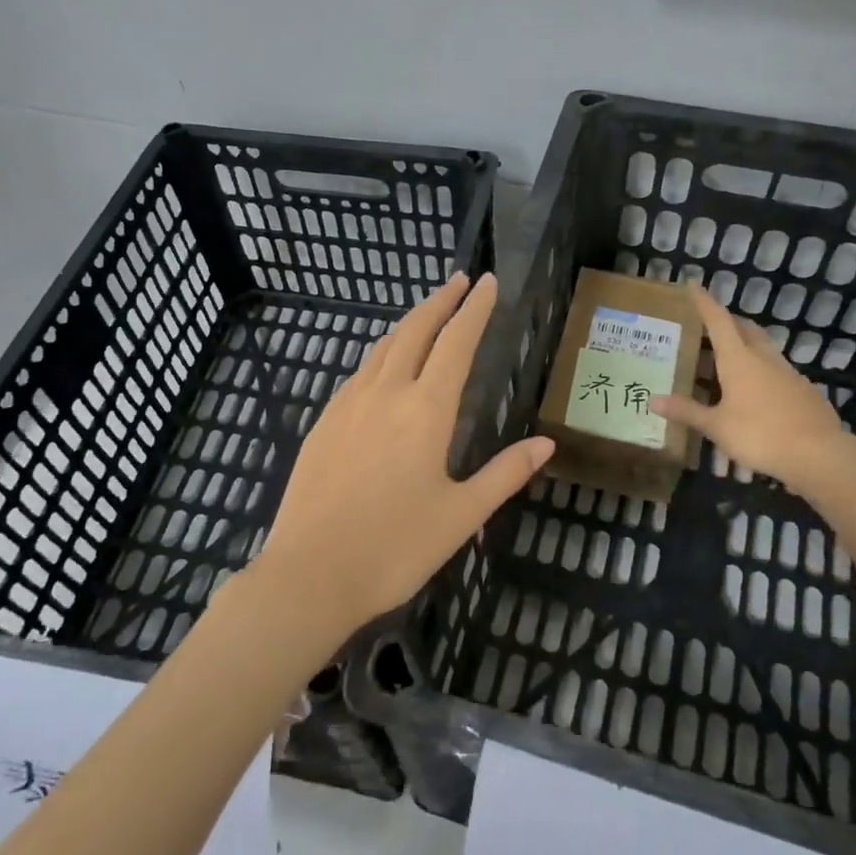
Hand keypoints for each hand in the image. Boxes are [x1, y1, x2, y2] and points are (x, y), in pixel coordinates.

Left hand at [255, 273, 553, 643]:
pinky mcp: (323, 423)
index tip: (487, 282)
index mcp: (425, 409)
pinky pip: (359, 373)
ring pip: (382, 348)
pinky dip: (381, 355)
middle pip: (415, 330)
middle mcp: (385, 393)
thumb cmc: (395, 548)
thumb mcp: (462, 515)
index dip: (474, 309)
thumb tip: (546, 443)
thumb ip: (505, 474)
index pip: (456, 342)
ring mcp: (347, 405)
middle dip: (439, 300)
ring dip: (408, 324)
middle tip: (459, 281)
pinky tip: (383, 368)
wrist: (310, 573)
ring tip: (426, 315)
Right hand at [650, 283, 855, 496]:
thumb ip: (687, 411)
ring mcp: (788, 373)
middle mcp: (764, 358)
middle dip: (727, 321)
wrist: (820, 455)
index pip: (718, 321)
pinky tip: (755, 389)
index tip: (693, 284)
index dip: (704, 302)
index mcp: (739, 360)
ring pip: (763, 347)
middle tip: (709, 325)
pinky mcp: (803, 390)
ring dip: (745, 344)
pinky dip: (761, 369)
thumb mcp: (717, 426)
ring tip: (728, 357)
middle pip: (745, 329)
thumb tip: (652, 400)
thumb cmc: (760, 435)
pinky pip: (777, 369)